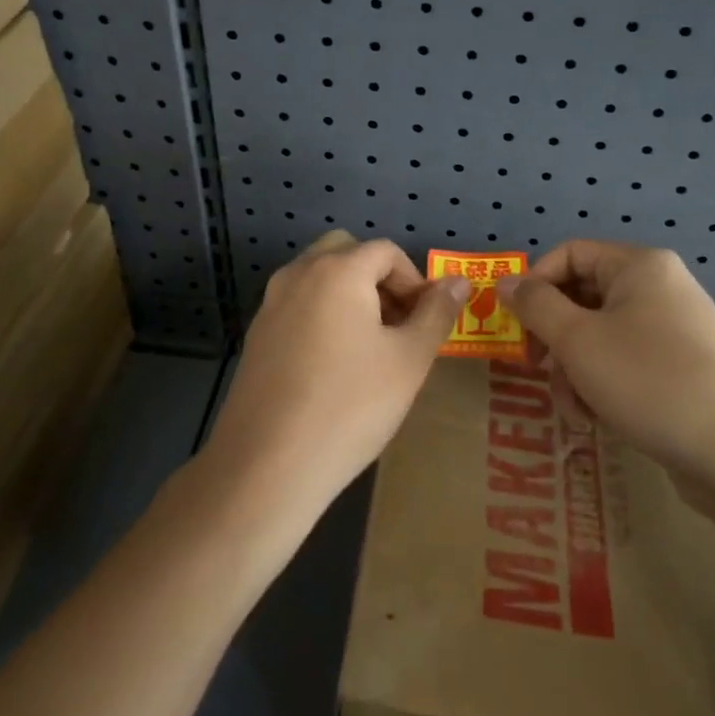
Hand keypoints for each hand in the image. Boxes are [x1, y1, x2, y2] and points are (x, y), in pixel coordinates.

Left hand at [197, 233, 465, 541]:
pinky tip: (333, 367)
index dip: (415, 280)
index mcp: (338, 270)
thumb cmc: (351, 406)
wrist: (268, 464)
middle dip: (378, 278)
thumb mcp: (409, 360)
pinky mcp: (256, 334)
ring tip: (369, 348)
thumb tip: (458, 281)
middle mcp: (299, 274)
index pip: (386, 251)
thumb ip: (436, 313)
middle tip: (397, 325)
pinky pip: (298, 305)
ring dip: (350, 295)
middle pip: (346, 252)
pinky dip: (322, 315)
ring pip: (318, 277)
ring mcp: (270, 303)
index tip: (425, 322)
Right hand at [498, 241, 714, 505]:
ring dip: (575, 369)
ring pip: (601, 335)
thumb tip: (505, 283)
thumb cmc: (649, 381)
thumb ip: (535, 306)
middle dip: (555, 337)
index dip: (534, 284)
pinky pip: (627, 360)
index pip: (568, 254)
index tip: (515, 326)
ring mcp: (676, 328)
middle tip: (536, 369)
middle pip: (583, 297)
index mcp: (640, 266)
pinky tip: (599, 419)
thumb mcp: (578, 341)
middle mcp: (661, 287)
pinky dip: (604, 384)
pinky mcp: (684, 366)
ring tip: (576, 409)